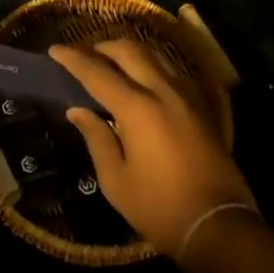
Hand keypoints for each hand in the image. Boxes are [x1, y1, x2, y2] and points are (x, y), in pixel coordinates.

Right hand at [55, 39, 257, 259]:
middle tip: (85, 54)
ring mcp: (187, 97)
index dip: (73, 59)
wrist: (219, 226)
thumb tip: (78, 110)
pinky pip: (172, 72)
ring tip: (113, 64)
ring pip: (155, 56)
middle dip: (103, 46)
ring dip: (130, 53)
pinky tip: (144, 82)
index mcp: (137, 108)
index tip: (55, 49)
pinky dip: (152, 67)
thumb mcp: (116, 180)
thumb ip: (96, 138)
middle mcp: (162, 92)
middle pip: (130, 51)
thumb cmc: (160, 207)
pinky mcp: (203, 108)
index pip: (97, 72)